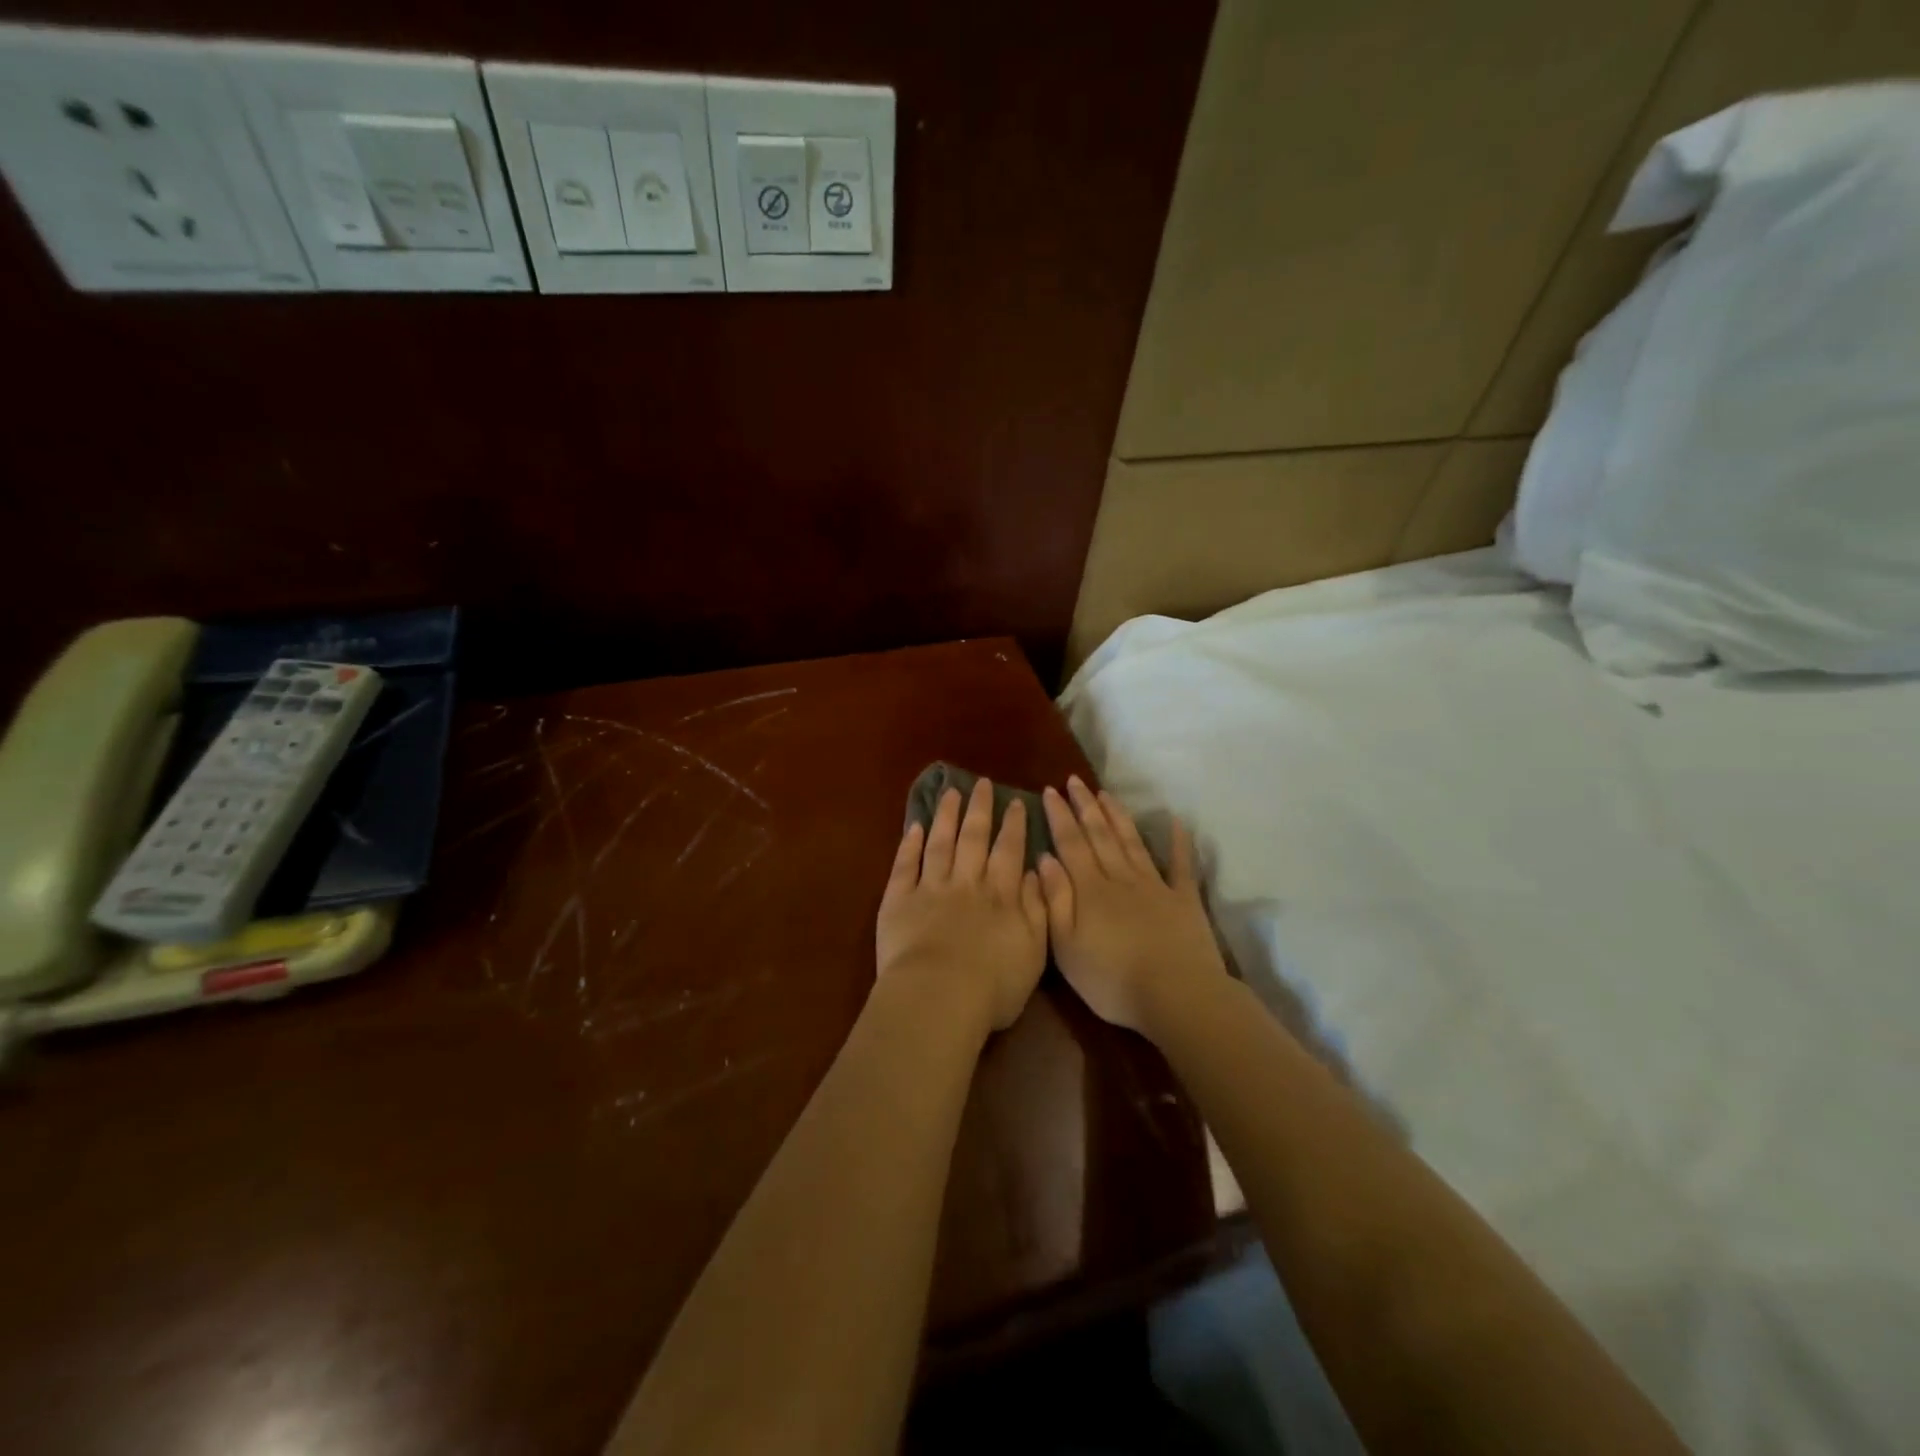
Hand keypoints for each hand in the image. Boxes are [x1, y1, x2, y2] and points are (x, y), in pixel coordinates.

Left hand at [876, 779, 1047, 1033]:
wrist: (938, 998)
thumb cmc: (993, 985)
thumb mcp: (1034, 950)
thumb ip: (1038, 908)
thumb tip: (1035, 872)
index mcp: (1000, 895)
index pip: (1009, 850)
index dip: (1013, 824)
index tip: (1015, 801)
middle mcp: (966, 882)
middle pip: (973, 837)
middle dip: (979, 809)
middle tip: (981, 784)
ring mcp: (930, 888)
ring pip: (940, 842)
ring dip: (946, 815)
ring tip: (950, 792)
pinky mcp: (898, 900)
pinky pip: (904, 865)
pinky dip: (909, 844)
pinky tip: (915, 827)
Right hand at [1038, 776, 1228, 1035]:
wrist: (1177, 995)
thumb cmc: (1113, 980)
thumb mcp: (1066, 947)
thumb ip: (1055, 900)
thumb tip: (1044, 859)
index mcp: (1090, 890)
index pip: (1070, 844)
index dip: (1059, 816)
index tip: (1050, 791)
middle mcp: (1120, 878)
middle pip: (1099, 835)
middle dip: (1085, 806)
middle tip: (1074, 781)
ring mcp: (1155, 886)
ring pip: (1131, 842)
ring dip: (1117, 816)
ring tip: (1105, 794)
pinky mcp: (1184, 900)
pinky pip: (1181, 865)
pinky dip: (1179, 842)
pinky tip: (1175, 822)